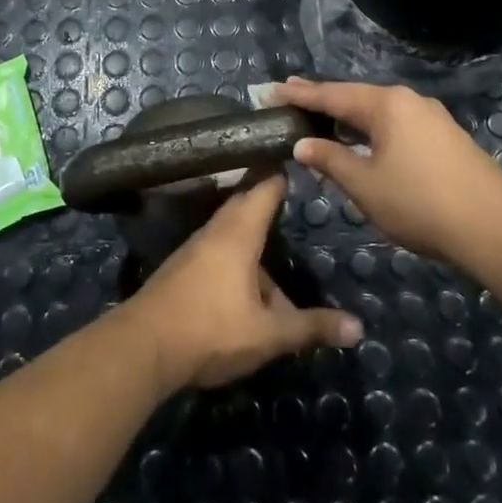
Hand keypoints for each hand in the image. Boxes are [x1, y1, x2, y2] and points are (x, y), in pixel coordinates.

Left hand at [122, 177, 363, 391]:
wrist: (143, 347)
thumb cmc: (211, 330)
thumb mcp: (268, 334)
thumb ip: (310, 327)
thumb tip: (358, 328)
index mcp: (239, 232)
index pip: (265, 187)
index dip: (283, 171)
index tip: (300, 155)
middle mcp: (216, 231)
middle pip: (247, 205)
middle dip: (270, 200)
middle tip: (295, 195)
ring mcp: (196, 249)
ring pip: (233, 232)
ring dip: (255, 237)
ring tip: (280, 248)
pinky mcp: (184, 269)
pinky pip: (219, 250)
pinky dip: (239, 255)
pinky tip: (251, 285)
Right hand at [273, 76, 501, 266]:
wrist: (496, 227)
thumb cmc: (420, 203)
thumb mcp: (365, 185)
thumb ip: (330, 160)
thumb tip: (302, 144)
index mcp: (386, 104)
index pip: (331, 95)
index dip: (299, 95)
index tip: (270, 91)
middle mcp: (408, 100)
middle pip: (355, 96)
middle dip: (322, 98)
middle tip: (290, 95)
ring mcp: (430, 117)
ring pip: (377, 110)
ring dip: (347, 114)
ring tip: (320, 115)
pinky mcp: (444, 137)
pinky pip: (395, 124)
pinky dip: (370, 128)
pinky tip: (361, 138)